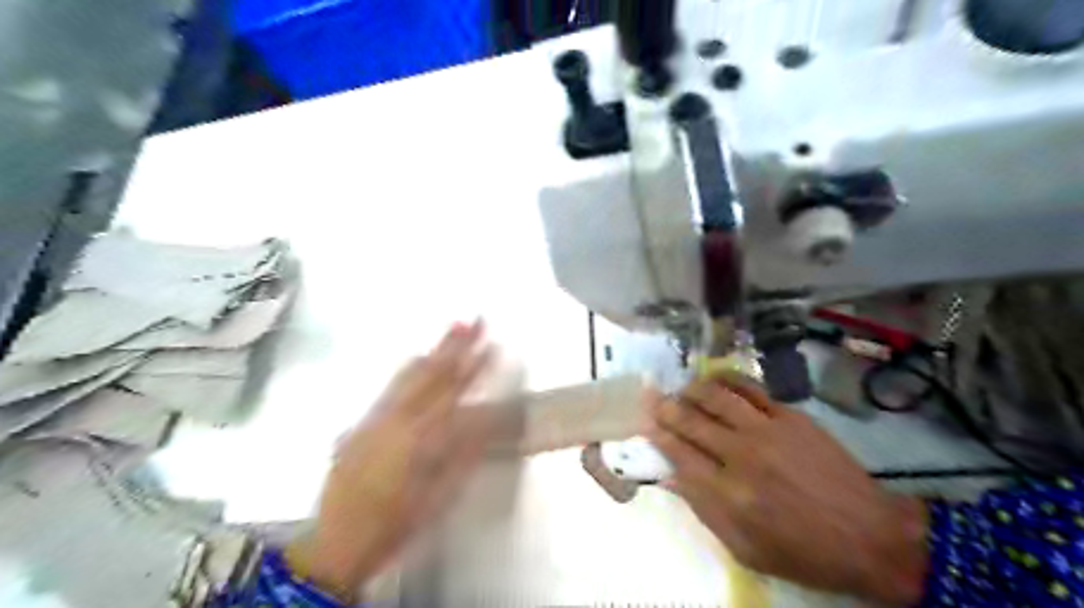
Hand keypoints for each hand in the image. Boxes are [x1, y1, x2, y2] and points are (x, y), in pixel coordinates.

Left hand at [282, 321, 493, 600]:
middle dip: (454, 345)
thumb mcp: (441, 495)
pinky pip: (391, 388)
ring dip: (432, 351)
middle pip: (430, 374)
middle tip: (474, 319)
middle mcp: (396, 419)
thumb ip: (464, 453)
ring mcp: (375, 418)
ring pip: (407, 376)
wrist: (337, 542)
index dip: (476, 367)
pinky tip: (417, 361)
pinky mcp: (361, 423)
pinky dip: (410, 369)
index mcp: (420, 437)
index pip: (454, 392)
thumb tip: (486, 418)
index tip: (493, 344)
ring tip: (451, 329)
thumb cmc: (398, 523)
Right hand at [642, 380, 930, 602]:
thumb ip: (703, 510)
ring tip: (683, 389)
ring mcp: (768, 430)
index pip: (679, 453)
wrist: (870, 536)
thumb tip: (671, 477)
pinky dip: (728, 380)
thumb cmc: (803, 551)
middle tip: (653, 399)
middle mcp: (742, 455)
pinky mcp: (791, 416)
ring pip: (717, 396)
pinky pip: (751, 389)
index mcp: (729, 494)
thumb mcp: (745, 549)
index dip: (658, 434)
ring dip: (693, 390)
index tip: (645, 423)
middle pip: (691, 420)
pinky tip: (717, 379)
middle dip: (666, 408)